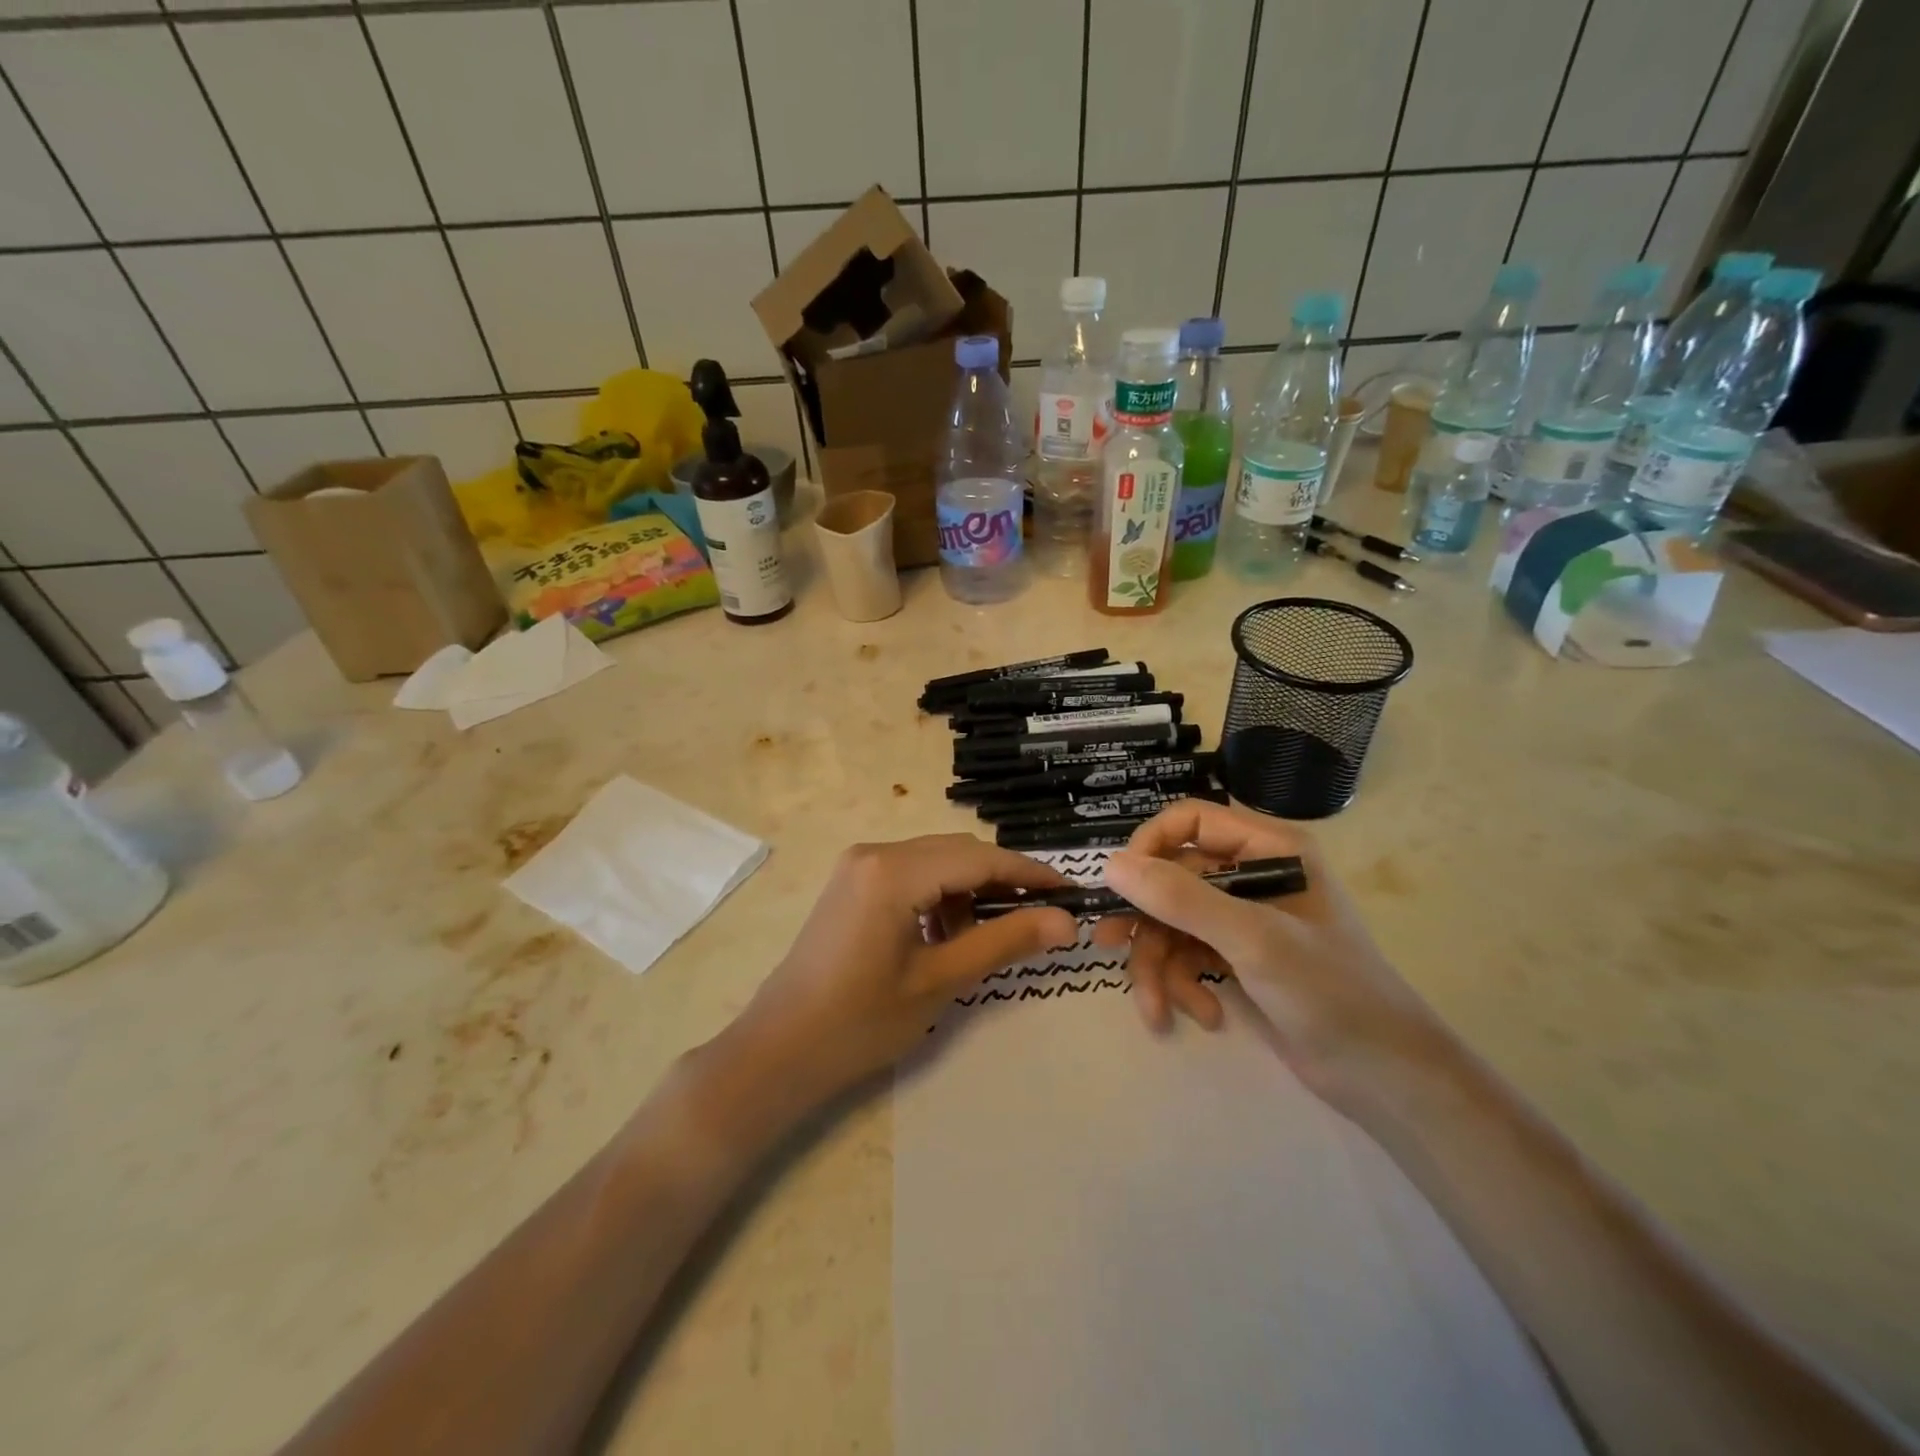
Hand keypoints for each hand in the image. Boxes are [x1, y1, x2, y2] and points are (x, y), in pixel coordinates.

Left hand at [735, 835, 1079, 1100]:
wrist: (779, 1050)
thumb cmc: (861, 1022)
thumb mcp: (941, 980)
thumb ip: (1004, 942)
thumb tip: (1066, 921)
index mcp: (894, 870)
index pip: (980, 858)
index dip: (1030, 874)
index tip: (1072, 892)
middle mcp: (875, 852)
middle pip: (958, 852)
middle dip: (1002, 882)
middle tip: (1042, 917)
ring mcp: (858, 865)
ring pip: (936, 862)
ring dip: (969, 891)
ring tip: (987, 938)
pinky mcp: (852, 883)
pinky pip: (911, 874)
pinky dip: (939, 896)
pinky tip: (946, 935)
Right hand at [1091, 800, 1447, 1104]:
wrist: (1385, 1076)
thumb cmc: (1329, 991)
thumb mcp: (1251, 939)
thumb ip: (1180, 898)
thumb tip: (1110, 864)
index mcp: (1268, 849)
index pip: (1189, 822)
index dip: (1149, 846)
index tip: (1119, 885)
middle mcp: (1253, 875)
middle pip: (1172, 878)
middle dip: (1145, 921)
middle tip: (1107, 945)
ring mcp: (1245, 918)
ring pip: (1173, 922)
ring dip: (1159, 965)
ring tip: (1156, 1008)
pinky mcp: (1239, 958)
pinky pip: (1189, 955)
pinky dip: (1184, 985)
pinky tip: (1203, 1016)